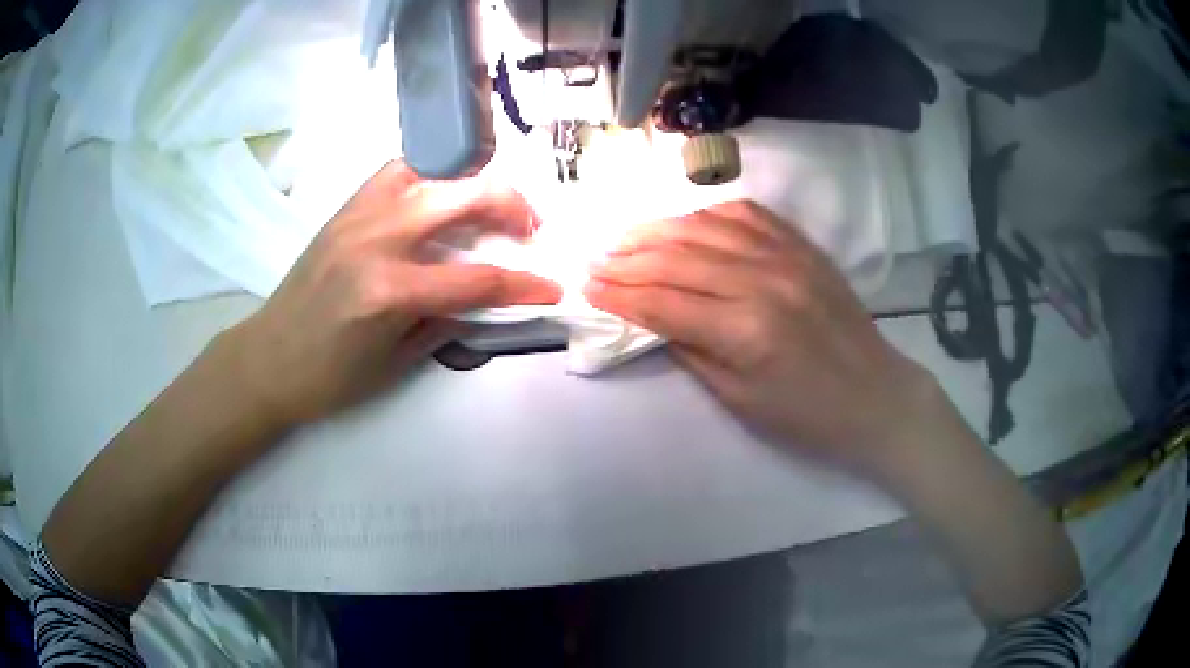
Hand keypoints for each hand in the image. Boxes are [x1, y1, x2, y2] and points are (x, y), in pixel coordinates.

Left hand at [226, 161, 561, 428]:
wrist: (267, 359)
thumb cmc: (329, 378)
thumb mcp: (396, 363)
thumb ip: (446, 321)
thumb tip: (486, 298)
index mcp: (390, 291)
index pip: (479, 279)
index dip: (525, 284)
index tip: (552, 287)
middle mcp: (378, 239)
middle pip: (464, 195)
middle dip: (513, 205)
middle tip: (530, 227)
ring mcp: (358, 215)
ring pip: (431, 169)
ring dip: (471, 180)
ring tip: (487, 204)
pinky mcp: (345, 209)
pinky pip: (397, 172)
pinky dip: (430, 176)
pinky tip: (437, 197)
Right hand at [585, 200, 938, 476]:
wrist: (874, 394)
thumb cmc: (805, 414)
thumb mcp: (738, 399)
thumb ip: (691, 350)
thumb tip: (650, 317)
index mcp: (746, 329)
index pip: (664, 302)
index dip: (619, 293)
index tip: (586, 286)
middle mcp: (763, 279)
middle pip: (677, 258)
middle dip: (627, 258)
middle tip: (595, 259)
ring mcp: (786, 255)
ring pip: (705, 227)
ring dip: (658, 229)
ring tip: (626, 236)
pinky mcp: (802, 245)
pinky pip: (746, 213)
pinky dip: (707, 213)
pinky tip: (685, 220)